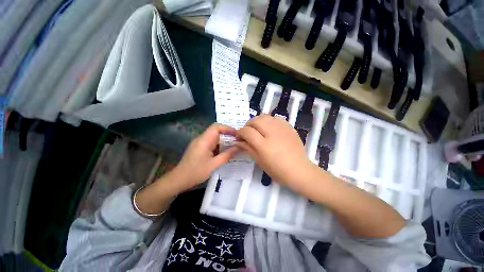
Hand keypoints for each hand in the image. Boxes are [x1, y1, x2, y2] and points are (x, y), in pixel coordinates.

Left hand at [172, 123, 239, 191]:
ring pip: (214, 137)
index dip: (227, 128)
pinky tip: (224, 151)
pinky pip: (211, 142)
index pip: (216, 127)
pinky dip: (219, 145)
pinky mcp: (199, 147)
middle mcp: (201, 139)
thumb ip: (227, 155)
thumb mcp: (214, 164)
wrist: (179, 179)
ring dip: (224, 140)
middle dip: (227, 134)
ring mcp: (199, 143)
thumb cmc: (196, 172)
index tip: (237, 134)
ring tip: (234, 145)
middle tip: (238, 140)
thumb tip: (239, 147)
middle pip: (216, 131)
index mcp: (204, 140)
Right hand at [236, 114, 314, 188]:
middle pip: (255, 120)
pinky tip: (269, 128)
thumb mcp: (259, 161)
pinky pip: (275, 118)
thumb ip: (248, 148)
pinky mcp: (289, 127)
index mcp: (264, 145)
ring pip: (265, 116)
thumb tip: (238, 141)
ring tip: (258, 129)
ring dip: (258, 121)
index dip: (240, 132)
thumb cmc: (277, 170)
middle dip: (248, 125)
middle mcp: (272, 133)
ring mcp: (282, 128)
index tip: (239, 136)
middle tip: (248, 132)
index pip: (247, 131)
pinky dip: (269, 120)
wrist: (299, 170)